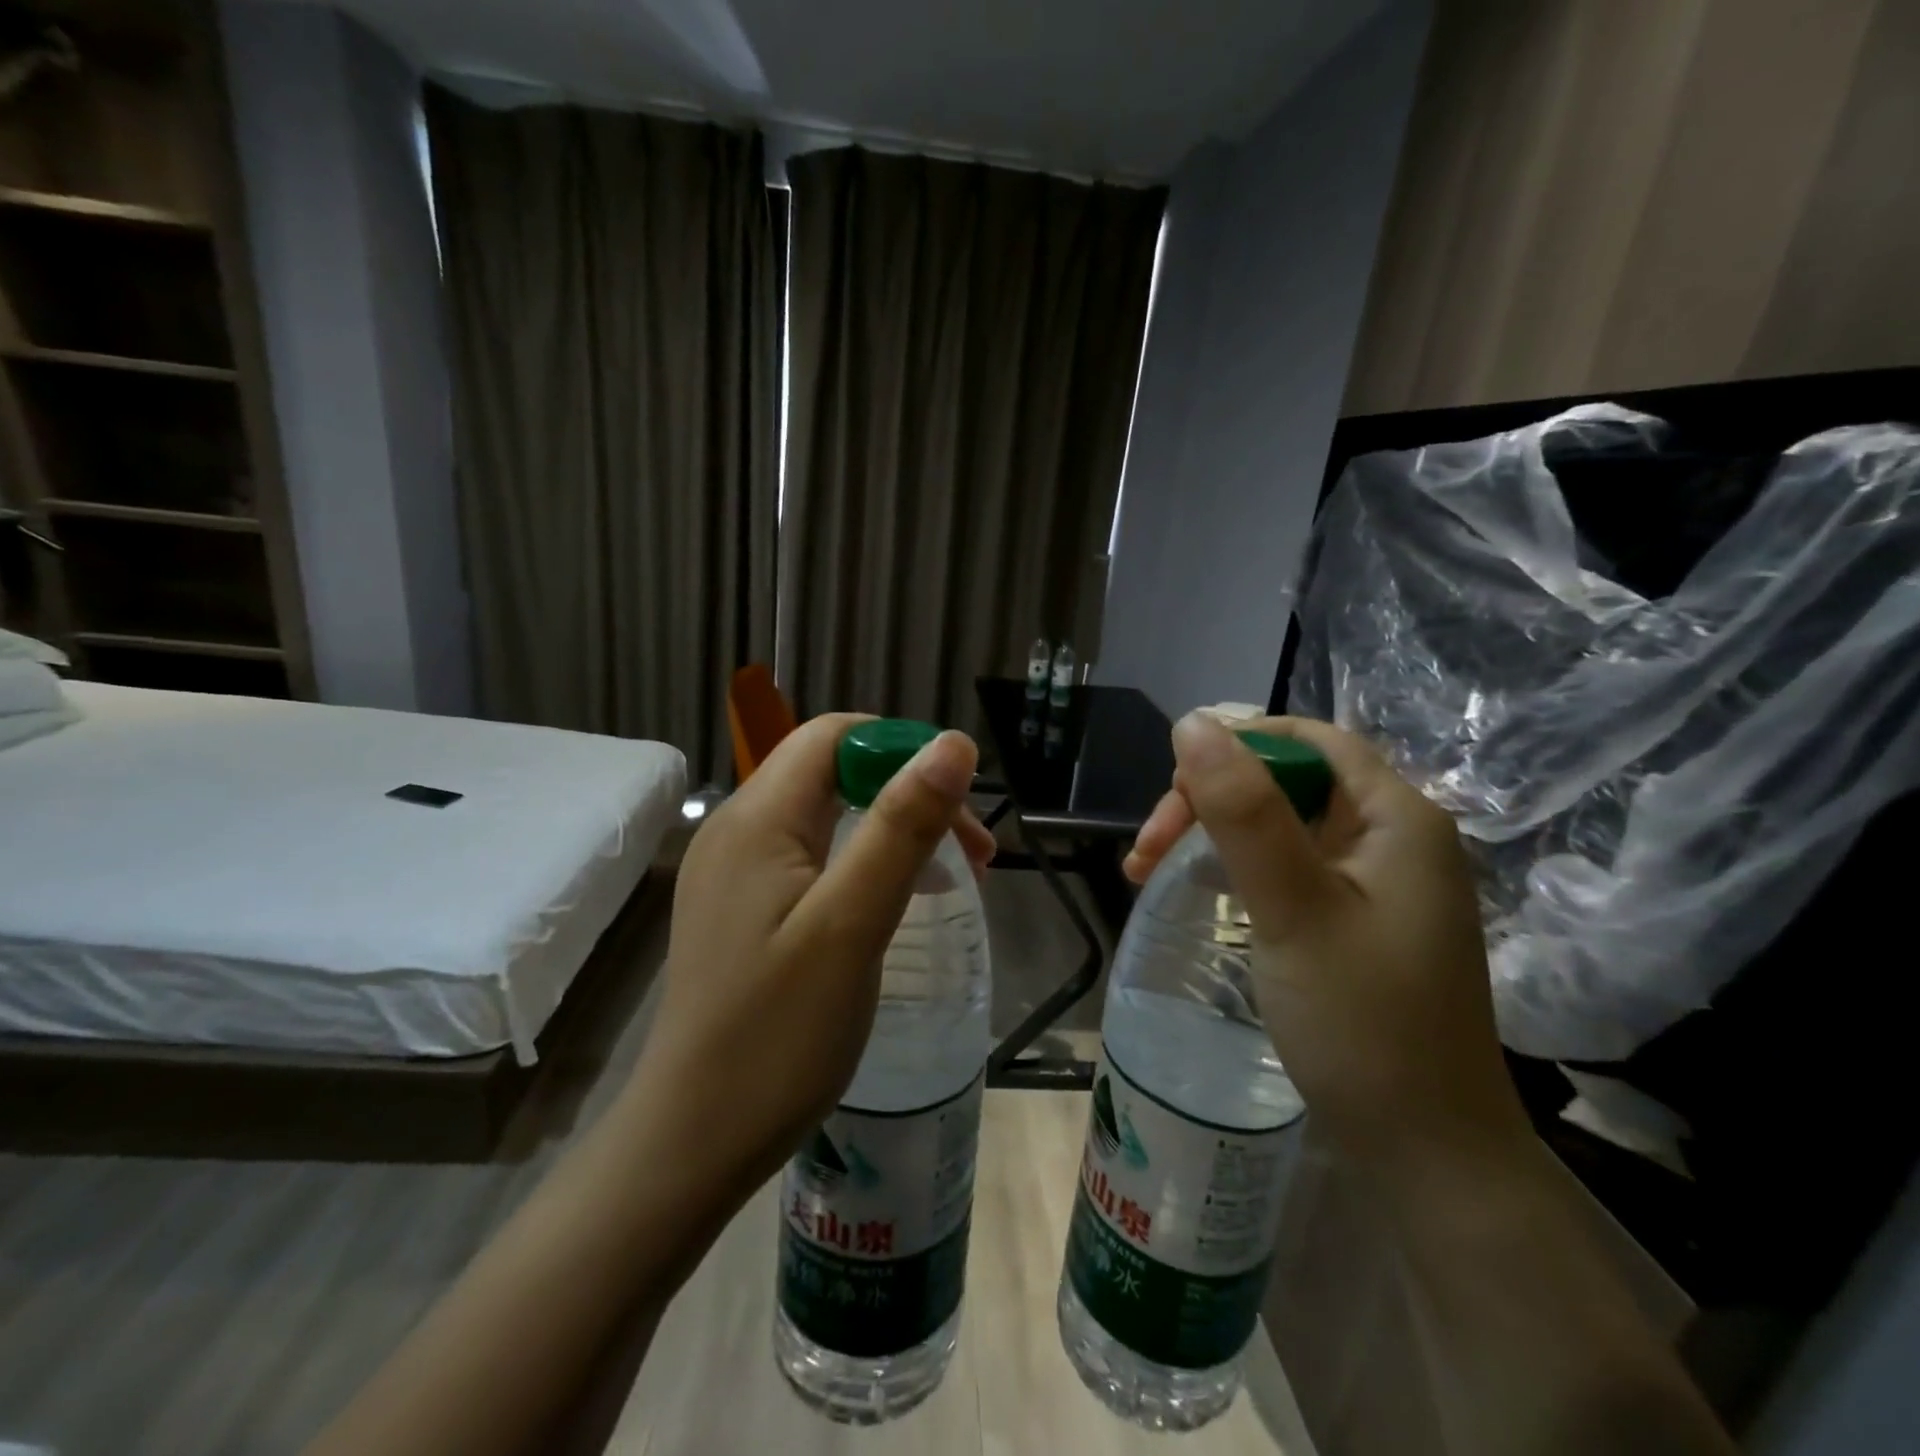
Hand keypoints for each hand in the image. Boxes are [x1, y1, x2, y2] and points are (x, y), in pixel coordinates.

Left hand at [622, 714, 992, 1206]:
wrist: (695, 1139)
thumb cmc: (778, 1034)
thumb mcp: (852, 923)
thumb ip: (902, 827)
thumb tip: (953, 744)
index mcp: (758, 819)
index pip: (835, 736)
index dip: (902, 749)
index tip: (959, 802)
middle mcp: (739, 829)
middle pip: (834, 772)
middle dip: (908, 794)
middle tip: (972, 852)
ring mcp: (736, 871)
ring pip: (828, 815)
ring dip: (892, 830)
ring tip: (951, 877)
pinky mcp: (742, 907)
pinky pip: (812, 857)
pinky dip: (864, 863)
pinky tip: (896, 902)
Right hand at [1127, 713, 1529, 1165]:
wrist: (1426, 1153)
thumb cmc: (1364, 1024)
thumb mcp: (1294, 908)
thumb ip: (1244, 812)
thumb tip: (1192, 723)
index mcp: (1397, 817)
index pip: (1308, 739)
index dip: (1235, 745)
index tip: (1171, 787)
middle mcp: (1391, 836)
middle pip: (1285, 781)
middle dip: (1209, 800)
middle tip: (1146, 849)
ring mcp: (1373, 880)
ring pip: (1277, 824)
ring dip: (1210, 835)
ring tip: (1145, 869)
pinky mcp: (1353, 917)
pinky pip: (1284, 866)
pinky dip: (1233, 869)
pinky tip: (1195, 889)